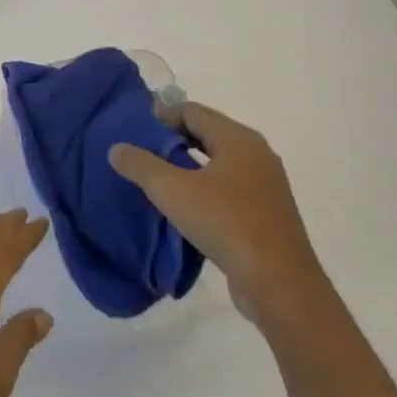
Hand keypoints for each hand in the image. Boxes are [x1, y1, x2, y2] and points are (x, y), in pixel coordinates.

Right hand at [108, 102, 324, 323]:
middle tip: (141, 153)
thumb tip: (117, 148)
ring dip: (187, 166)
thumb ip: (140, 165)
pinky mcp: (266, 215)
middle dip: (172, 140)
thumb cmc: (225, 223)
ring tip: (156, 179)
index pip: (193, 111)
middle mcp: (257, 156)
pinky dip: (203, 189)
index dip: (161, 116)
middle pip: (207, 134)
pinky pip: (228, 189)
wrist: (280, 285)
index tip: (134, 131)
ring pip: (217, 164)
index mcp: (239, 140)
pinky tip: (182, 208)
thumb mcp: (171, 190)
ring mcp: (265, 187)